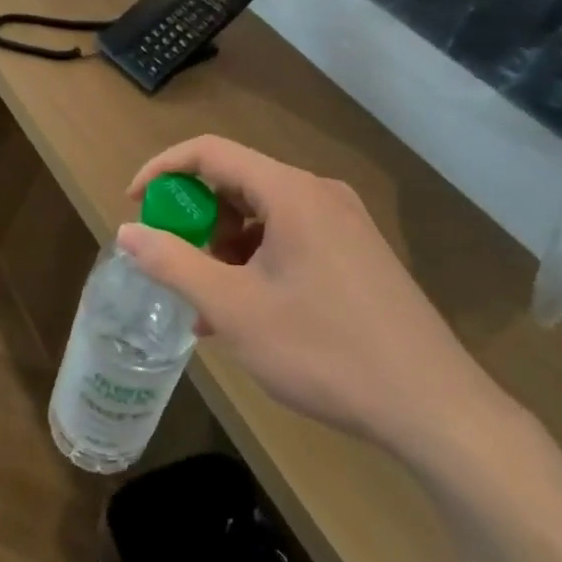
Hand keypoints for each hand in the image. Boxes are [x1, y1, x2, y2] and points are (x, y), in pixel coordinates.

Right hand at [118, 136, 506, 465]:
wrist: (435, 409)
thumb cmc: (325, 351)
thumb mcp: (233, 309)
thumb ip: (172, 264)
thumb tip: (127, 232)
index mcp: (290, 191)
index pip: (209, 152)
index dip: (163, 170)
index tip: (134, 204)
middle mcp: (319, 194)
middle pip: (236, 182)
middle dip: (195, 219)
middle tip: (174, 263)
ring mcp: (343, 224)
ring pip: (262, 215)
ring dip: (224, 248)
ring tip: (207, 303)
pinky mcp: (357, 253)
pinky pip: (289, 238)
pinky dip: (255, 262)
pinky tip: (245, 313)